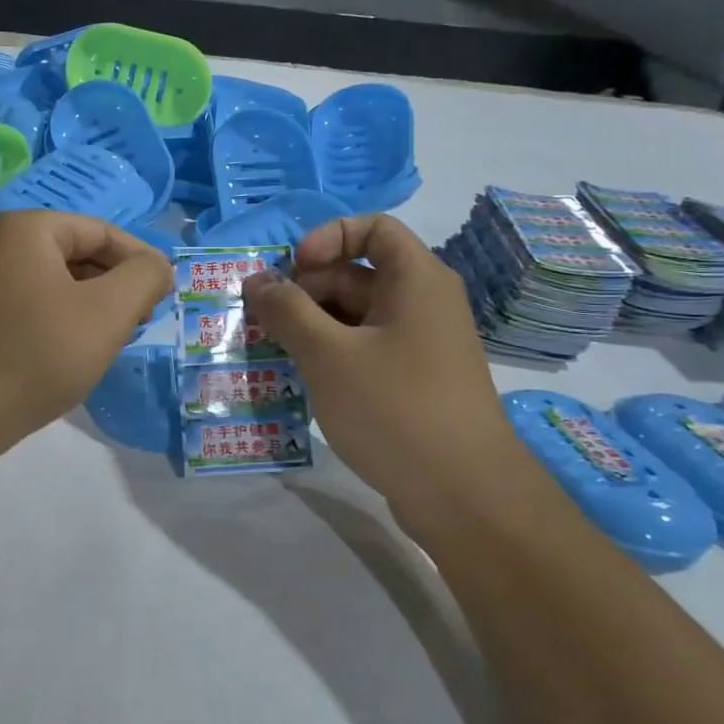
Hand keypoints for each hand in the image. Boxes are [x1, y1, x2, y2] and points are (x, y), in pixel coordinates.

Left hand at [0, 211, 172, 472]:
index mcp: (27, 229)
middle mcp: (0, 247)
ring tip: (110, 344)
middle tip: (140, 324)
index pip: (104, 231)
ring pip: (60, 286)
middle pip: (81, 255)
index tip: (165, 298)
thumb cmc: (34, 355)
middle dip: (117, 287)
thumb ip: (145, 277)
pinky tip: (73, 356)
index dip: (142, 261)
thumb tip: (157, 266)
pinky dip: (64, 325)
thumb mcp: (108, 312)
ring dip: (93, 309)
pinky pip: (36, 309)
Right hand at [241, 215, 524, 538]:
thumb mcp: (328, 355)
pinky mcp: (415, 382)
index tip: (293, 270)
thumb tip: (257, 281)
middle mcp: (423, 303)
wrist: (465, 496)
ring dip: (312, 327)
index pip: (373, 228)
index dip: (328, 238)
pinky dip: (332, 355)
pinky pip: (366, 350)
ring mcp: (421, 345)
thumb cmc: (395, 408)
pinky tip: (302, 380)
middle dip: (306, 290)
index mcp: (415, 279)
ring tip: (273, 353)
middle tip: (264, 322)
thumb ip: (287, 311)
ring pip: (357, 317)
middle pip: (357, 274)